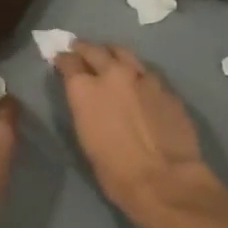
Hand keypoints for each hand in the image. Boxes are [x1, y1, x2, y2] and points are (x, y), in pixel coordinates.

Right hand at [54, 42, 223, 227]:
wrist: (164, 179)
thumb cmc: (115, 171)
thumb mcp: (87, 139)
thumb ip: (85, 109)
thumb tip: (87, 99)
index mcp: (86, 89)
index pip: (68, 62)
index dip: (63, 60)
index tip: (61, 59)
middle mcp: (113, 74)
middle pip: (96, 50)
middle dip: (85, 49)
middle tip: (80, 49)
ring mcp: (144, 77)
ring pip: (124, 54)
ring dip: (113, 55)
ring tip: (110, 59)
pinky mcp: (166, 87)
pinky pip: (147, 73)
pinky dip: (137, 74)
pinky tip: (138, 84)